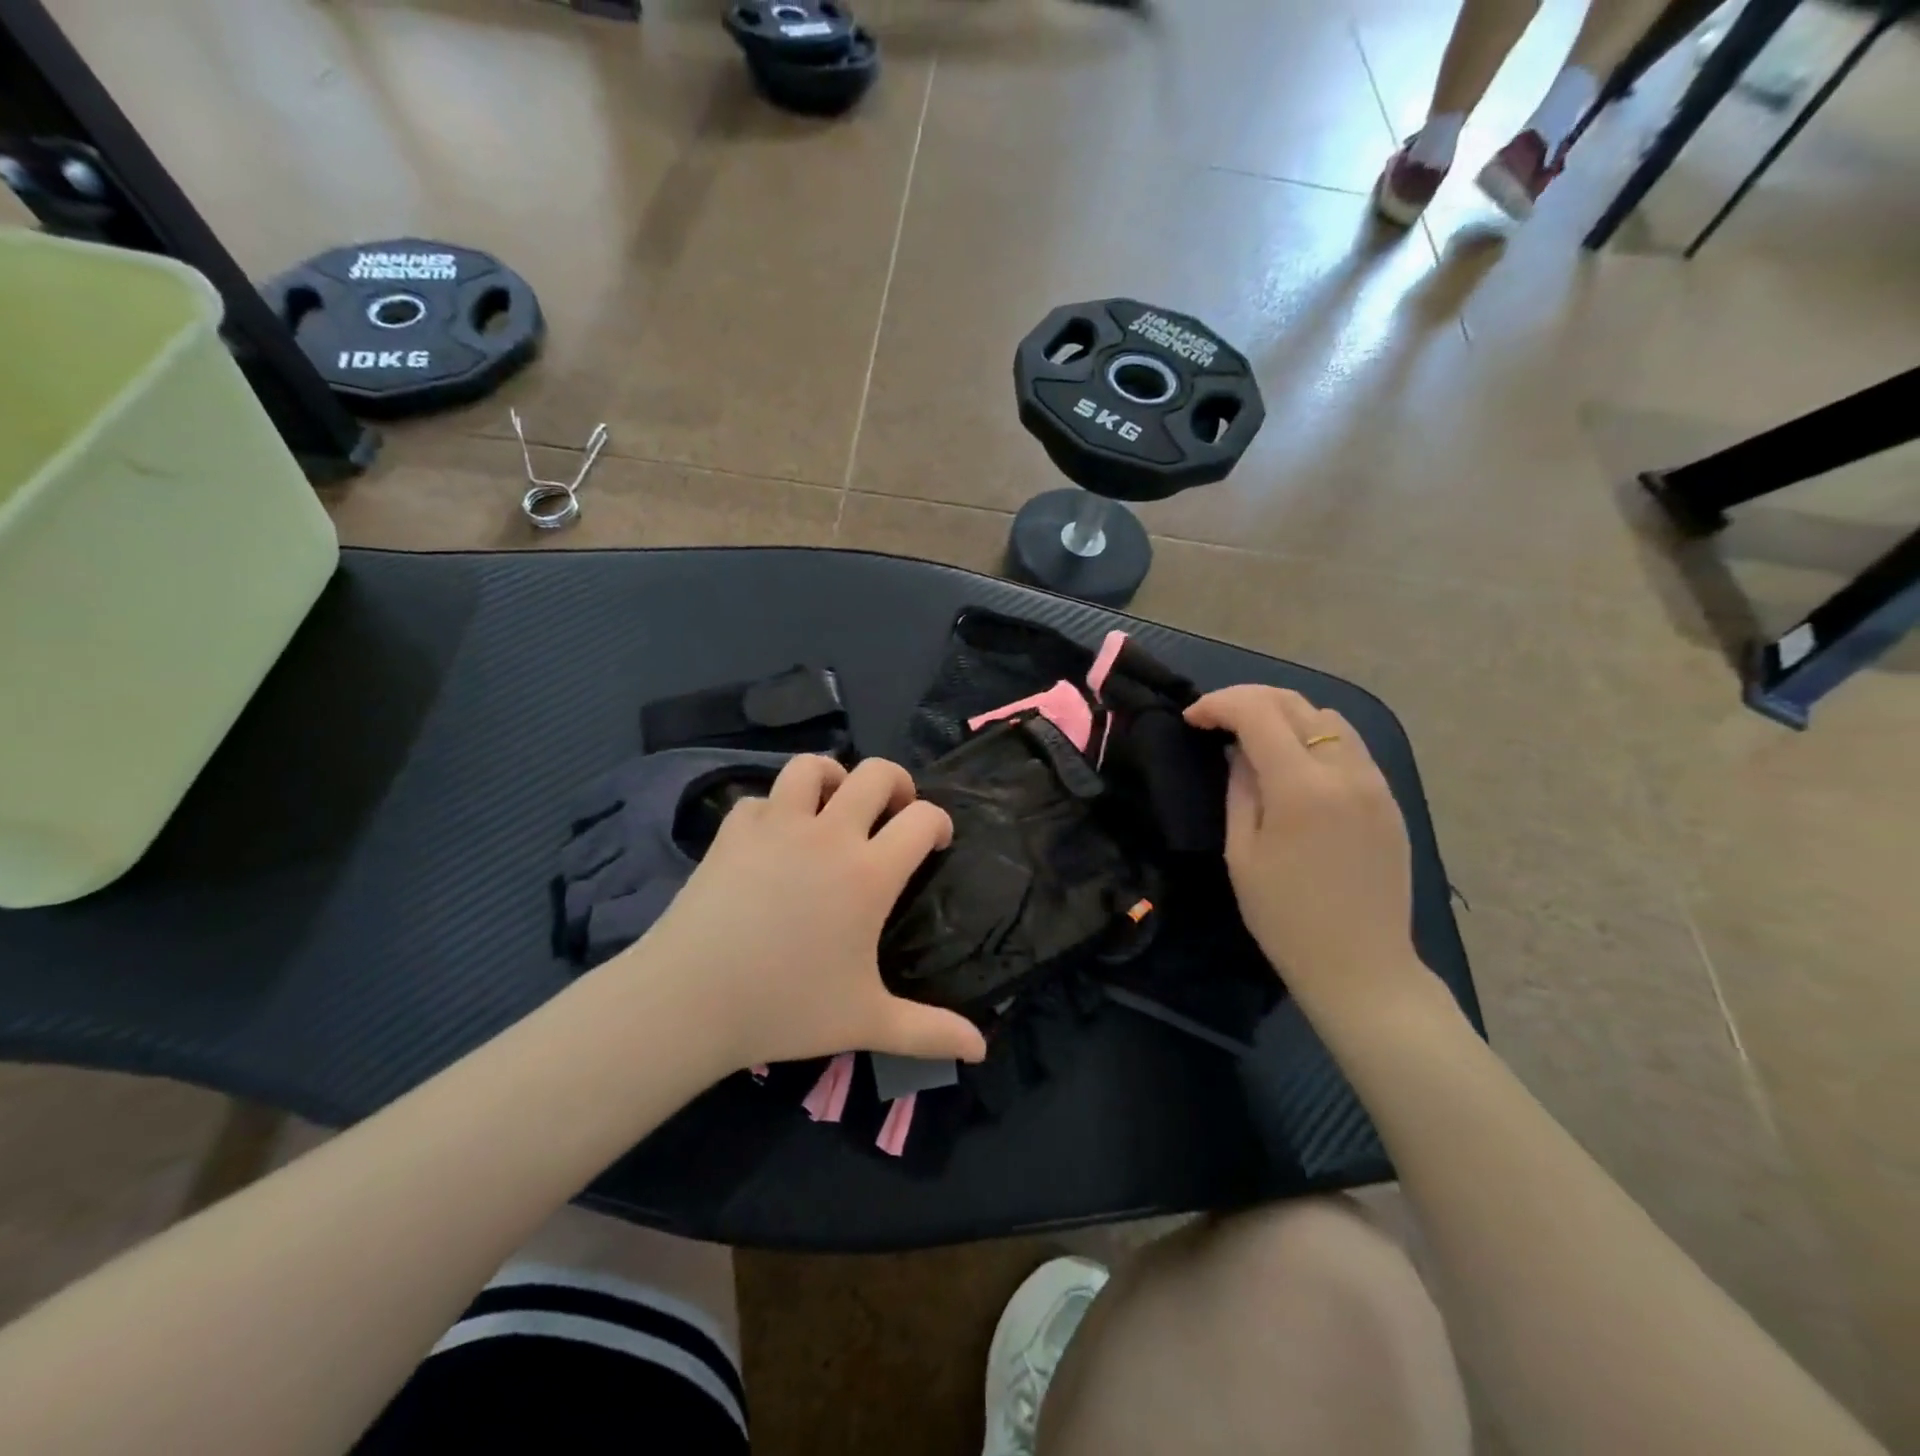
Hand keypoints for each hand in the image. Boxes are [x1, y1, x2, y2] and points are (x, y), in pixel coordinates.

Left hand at [623, 755, 988, 1071]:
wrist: (690, 998)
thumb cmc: (786, 1007)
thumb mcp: (867, 1022)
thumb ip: (929, 1031)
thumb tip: (982, 1049)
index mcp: (869, 872)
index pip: (923, 819)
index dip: (939, 823)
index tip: (935, 843)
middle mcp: (829, 834)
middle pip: (876, 773)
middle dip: (897, 783)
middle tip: (894, 812)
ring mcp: (777, 825)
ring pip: (812, 767)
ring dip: (833, 777)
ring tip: (835, 805)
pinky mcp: (734, 830)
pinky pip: (763, 798)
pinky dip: (777, 809)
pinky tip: (775, 838)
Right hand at [1185, 686, 1422, 1013]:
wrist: (1361, 966)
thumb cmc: (1285, 917)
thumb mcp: (1242, 852)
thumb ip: (1240, 788)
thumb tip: (1238, 750)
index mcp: (1302, 787)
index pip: (1258, 713)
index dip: (1219, 704)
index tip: (1192, 718)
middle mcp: (1345, 771)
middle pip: (1296, 703)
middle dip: (1248, 699)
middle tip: (1216, 719)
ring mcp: (1375, 783)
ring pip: (1329, 717)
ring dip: (1285, 714)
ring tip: (1255, 737)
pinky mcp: (1389, 798)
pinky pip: (1350, 745)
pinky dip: (1315, 736)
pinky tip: (1294, 763)